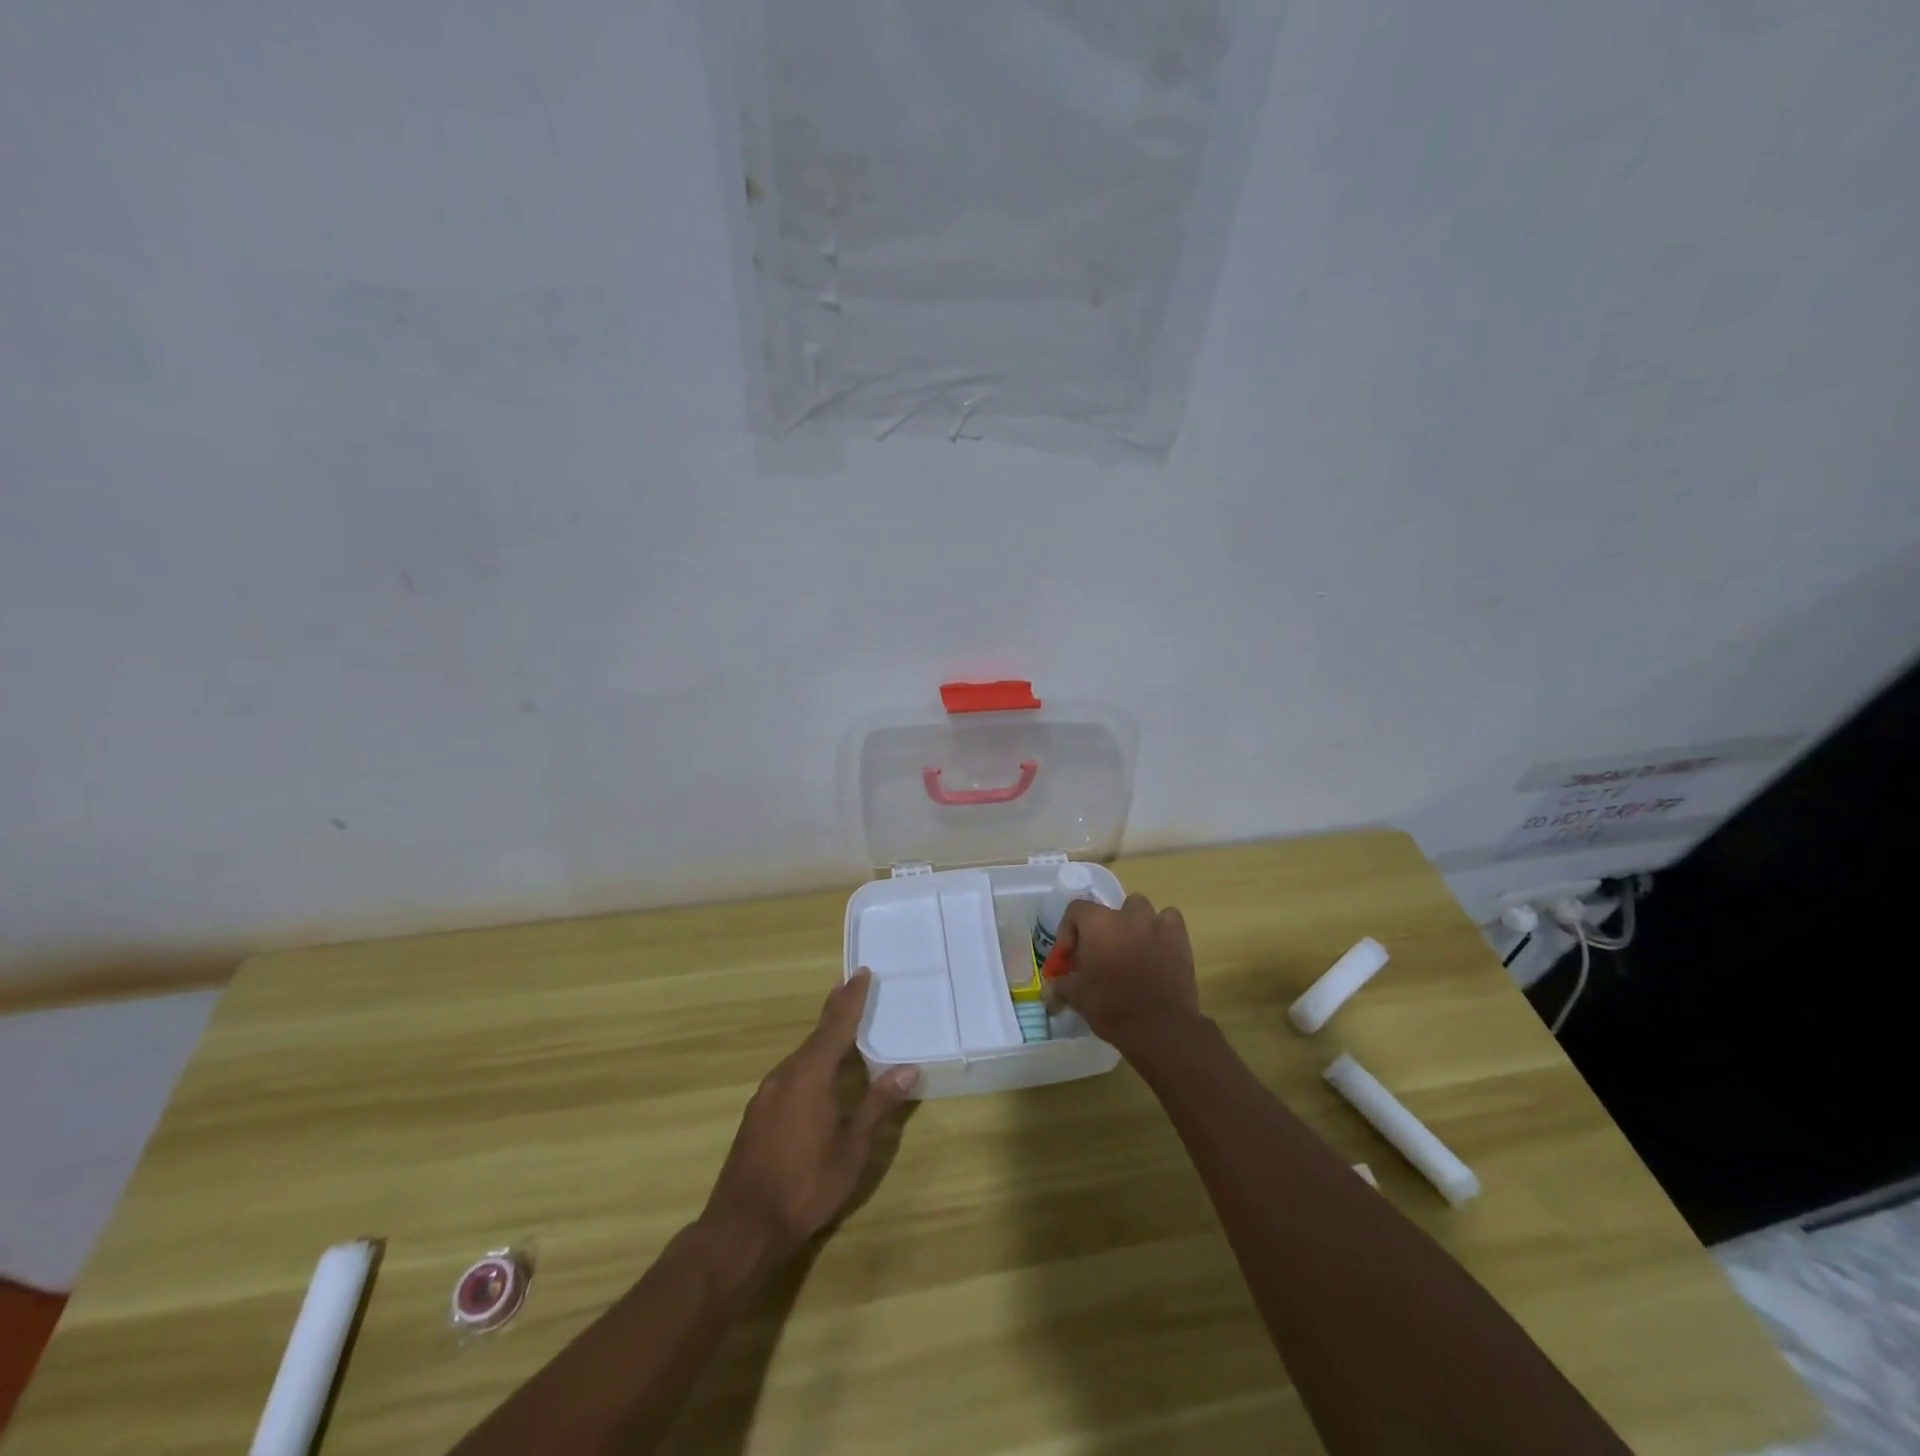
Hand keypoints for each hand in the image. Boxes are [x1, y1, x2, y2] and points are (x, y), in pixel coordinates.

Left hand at [700, 969, 918, 1277]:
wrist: (742, 1228)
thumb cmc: (805, 1186)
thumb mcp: (852, 1149)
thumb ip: (878, 1105)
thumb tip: (908, 1068)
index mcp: (809, 1075)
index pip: (836, 1026)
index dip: (851, 999)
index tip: (862, 972)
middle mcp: (785, 1075)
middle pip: (816, 1035)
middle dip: (836, 1012)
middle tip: (853, 988)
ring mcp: (766, 1094)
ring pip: (801, 1055)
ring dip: (823, 1039)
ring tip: (842, 1029)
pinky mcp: (758, 1114)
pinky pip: (790, 1074)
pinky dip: (810, 1062)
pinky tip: (818, 1075)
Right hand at [1046, 894, 1200, 1053]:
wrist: (1159, 1027)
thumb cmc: (1111, 1006)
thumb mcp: (1076, 997)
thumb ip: (1061, 985)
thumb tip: (1052, 987)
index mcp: (1097, 923)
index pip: (1076, 909)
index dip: (1069, 930)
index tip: (1070, 956)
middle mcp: (1126, 915)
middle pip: (1109, 909)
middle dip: (1103, 928)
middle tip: (1100, 954)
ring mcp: (1156, 923)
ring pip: (1140, 909)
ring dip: (1133, 924)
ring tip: (1130, 949)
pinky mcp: (1179, 938)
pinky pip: (1169, 920)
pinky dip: (1162, 930)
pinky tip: (1157, 949)